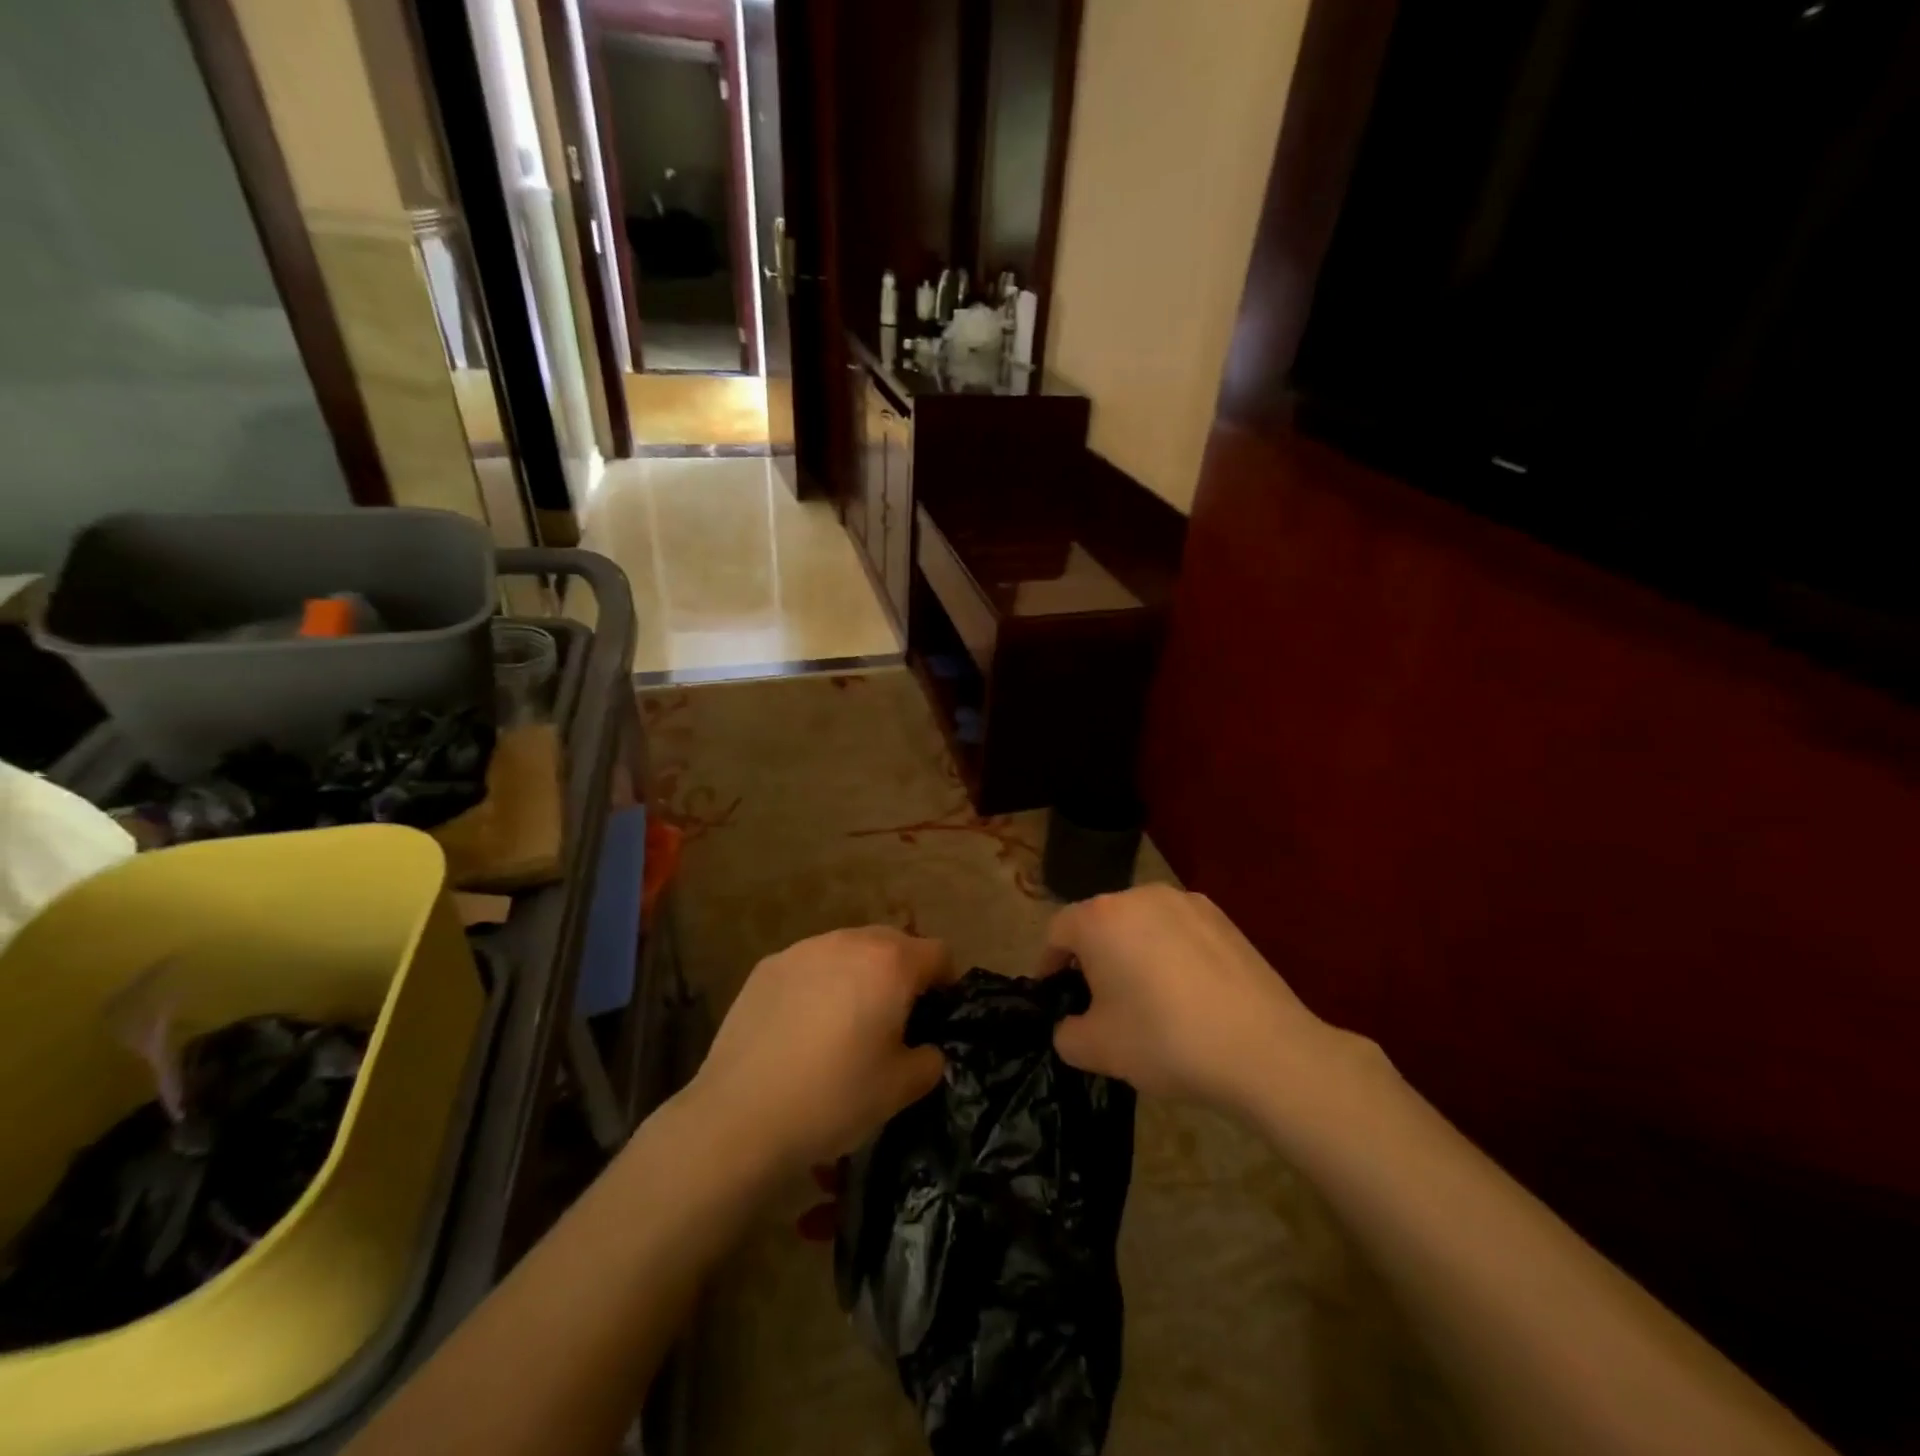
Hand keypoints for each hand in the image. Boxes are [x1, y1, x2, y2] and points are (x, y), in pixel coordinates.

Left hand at [686, 926, 955, 1171]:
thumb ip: (930, 1059)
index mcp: (890, 963)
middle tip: (893, 1020)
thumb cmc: (834, 1098)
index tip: (936, 1017)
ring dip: (859, 974)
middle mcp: (849, 941)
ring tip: (845, 1022)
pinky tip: (803, 1027)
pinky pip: (810, 965)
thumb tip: (926, 1047)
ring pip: (848, 949)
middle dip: (902, 972)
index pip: (938, 953)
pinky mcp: (767, 966)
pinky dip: (819, 983)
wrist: (740, 1117)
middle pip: (893, 942)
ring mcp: (803, 949)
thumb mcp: (901, 1089)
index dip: (946, 983)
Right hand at [1044, 885, 1343, 1113]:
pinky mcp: (1222, 917)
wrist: (1263, 1049)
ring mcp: (1185, 902)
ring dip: (1132, 952)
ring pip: (1141, 923)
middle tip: (1098, 1001)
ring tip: (1146, 997)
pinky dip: (1170, 953)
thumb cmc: (1164, 1041)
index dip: (1049, 964)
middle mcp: (1139, 896)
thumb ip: (1066, 1033)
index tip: (1054, 995)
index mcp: (1100, 919)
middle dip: (1092, 957)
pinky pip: (1178, 930)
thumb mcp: (1097, 1050)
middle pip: (1100, 922)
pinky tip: (1187, 993)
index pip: (1057, 931)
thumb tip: (1072, 1024)